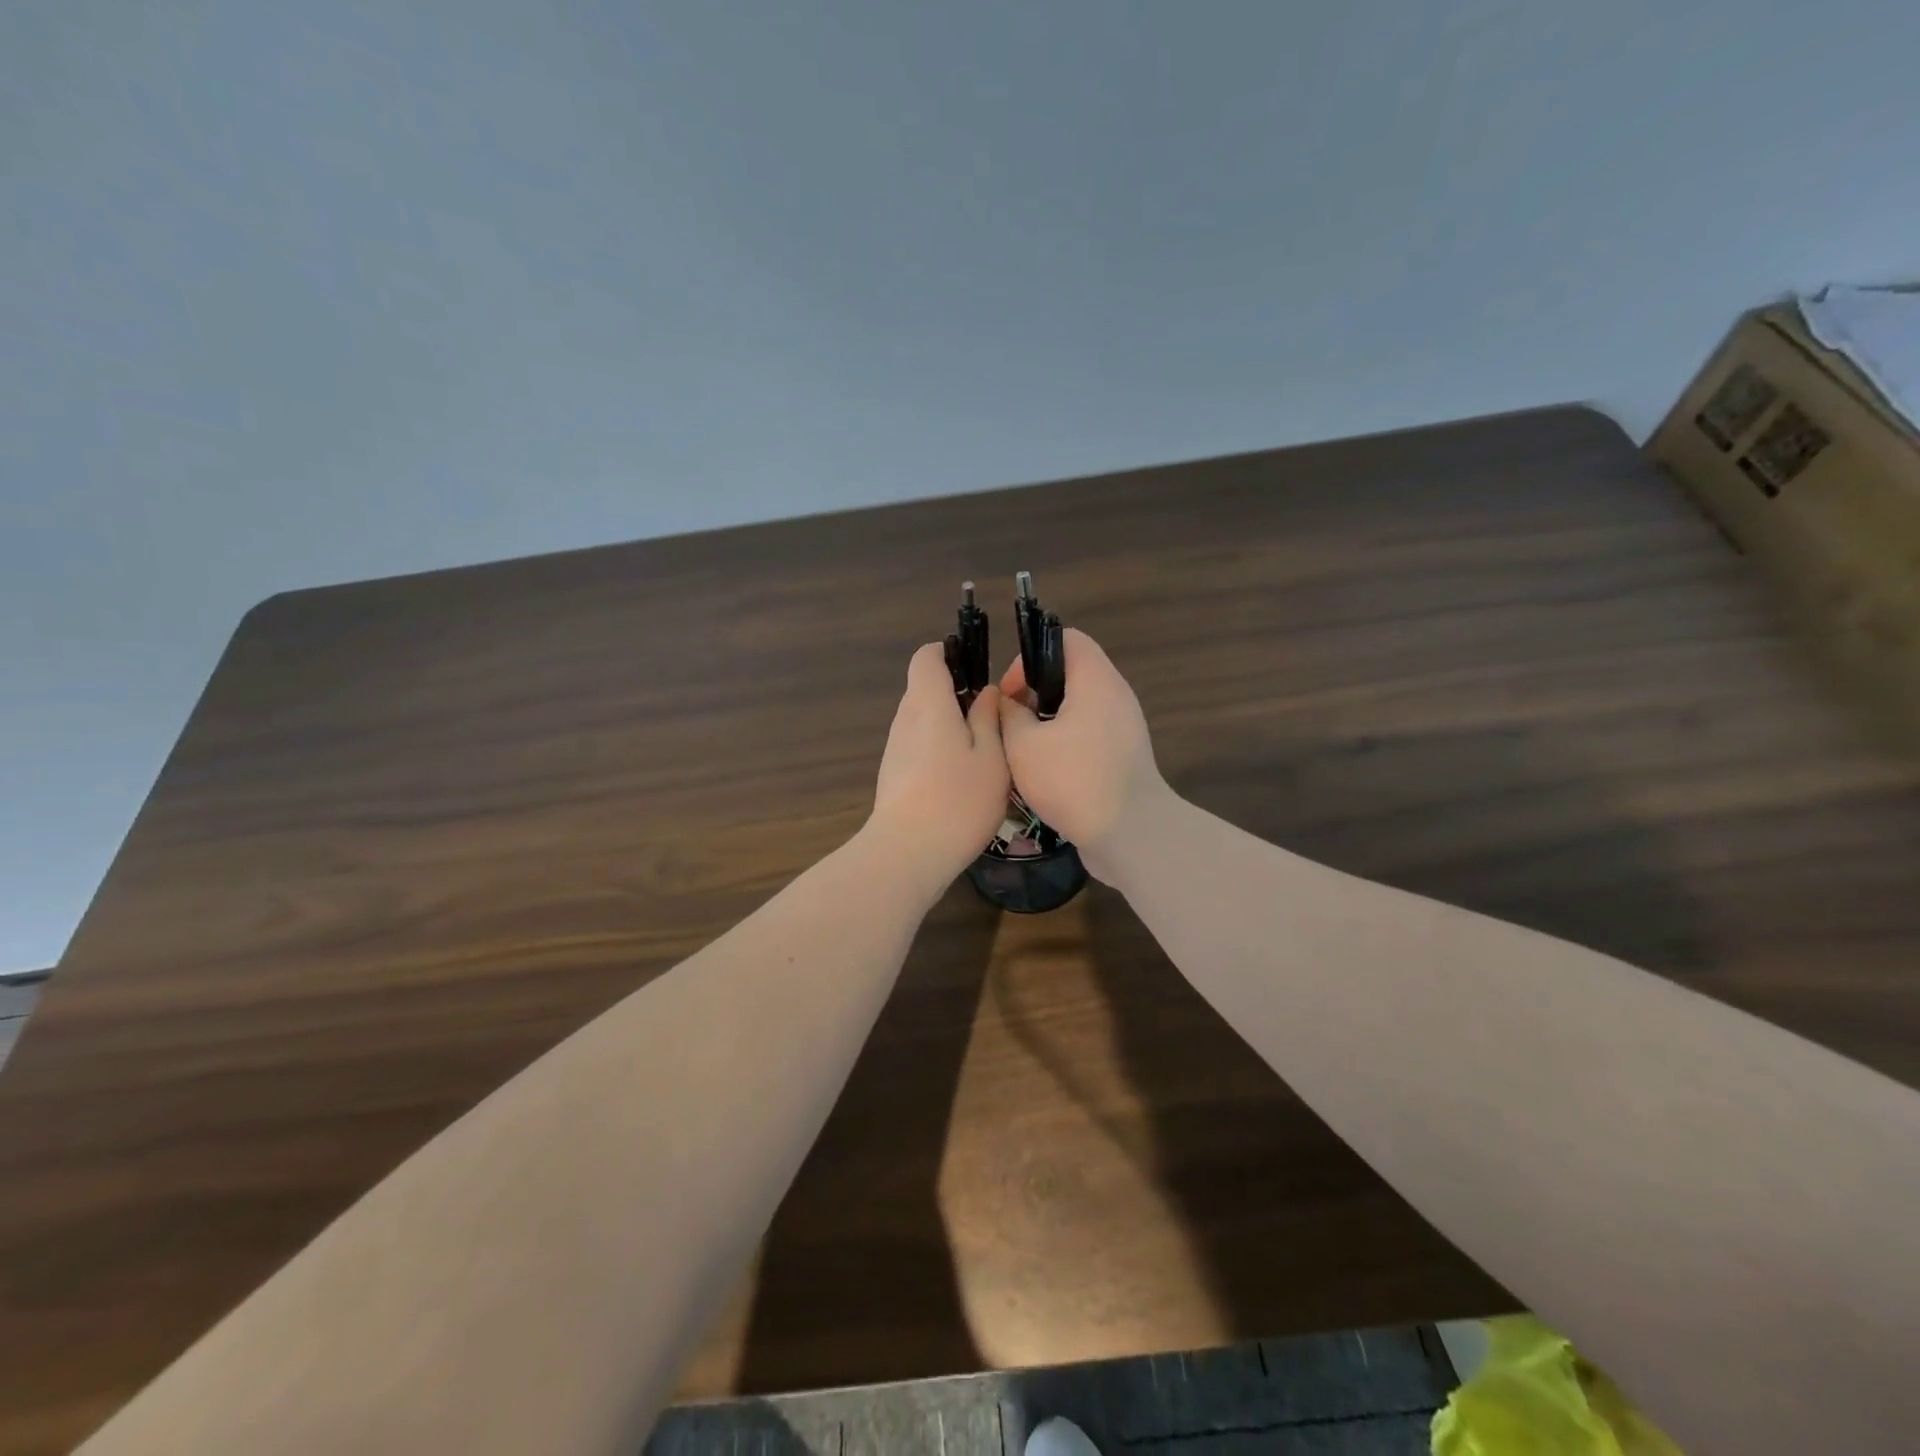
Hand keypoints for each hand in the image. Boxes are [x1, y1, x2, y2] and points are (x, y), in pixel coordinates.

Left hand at [869, 643, 1011, 889]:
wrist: (907, 854)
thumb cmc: (958, 800)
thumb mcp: (991, 757)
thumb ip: (988, 718)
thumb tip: (985, 692)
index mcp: (928, 703)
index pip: (926, 657)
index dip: (949, 653)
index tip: (977, 669)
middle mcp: (905, 718)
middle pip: (925, 688)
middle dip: (957, 694)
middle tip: (992, 718)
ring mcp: (895, 748)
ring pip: (923, 720)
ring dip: (950, 726)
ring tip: (983, 752)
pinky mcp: (893, 774)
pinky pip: (918, 745)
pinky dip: (939, 749)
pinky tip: (962, 779)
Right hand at [998, 629, 1169, 879]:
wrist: (1131, 834)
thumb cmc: (1074, 780)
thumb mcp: (1024, 745)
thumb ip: (1010, 715)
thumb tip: (1009, 703)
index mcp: (1096, 680)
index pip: (1066, 638)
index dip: (1031, 655)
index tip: (1010, 692)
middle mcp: (1115, 696)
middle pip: (1071, 673)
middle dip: (1035, 693)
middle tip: (1011, 723)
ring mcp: (1124, 727)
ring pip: (1078, 707)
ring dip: (1047, 722)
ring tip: (1022, 749)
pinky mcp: (1124, 756)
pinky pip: (1089, 734)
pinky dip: (1065, 743)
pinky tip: (1043, 772)